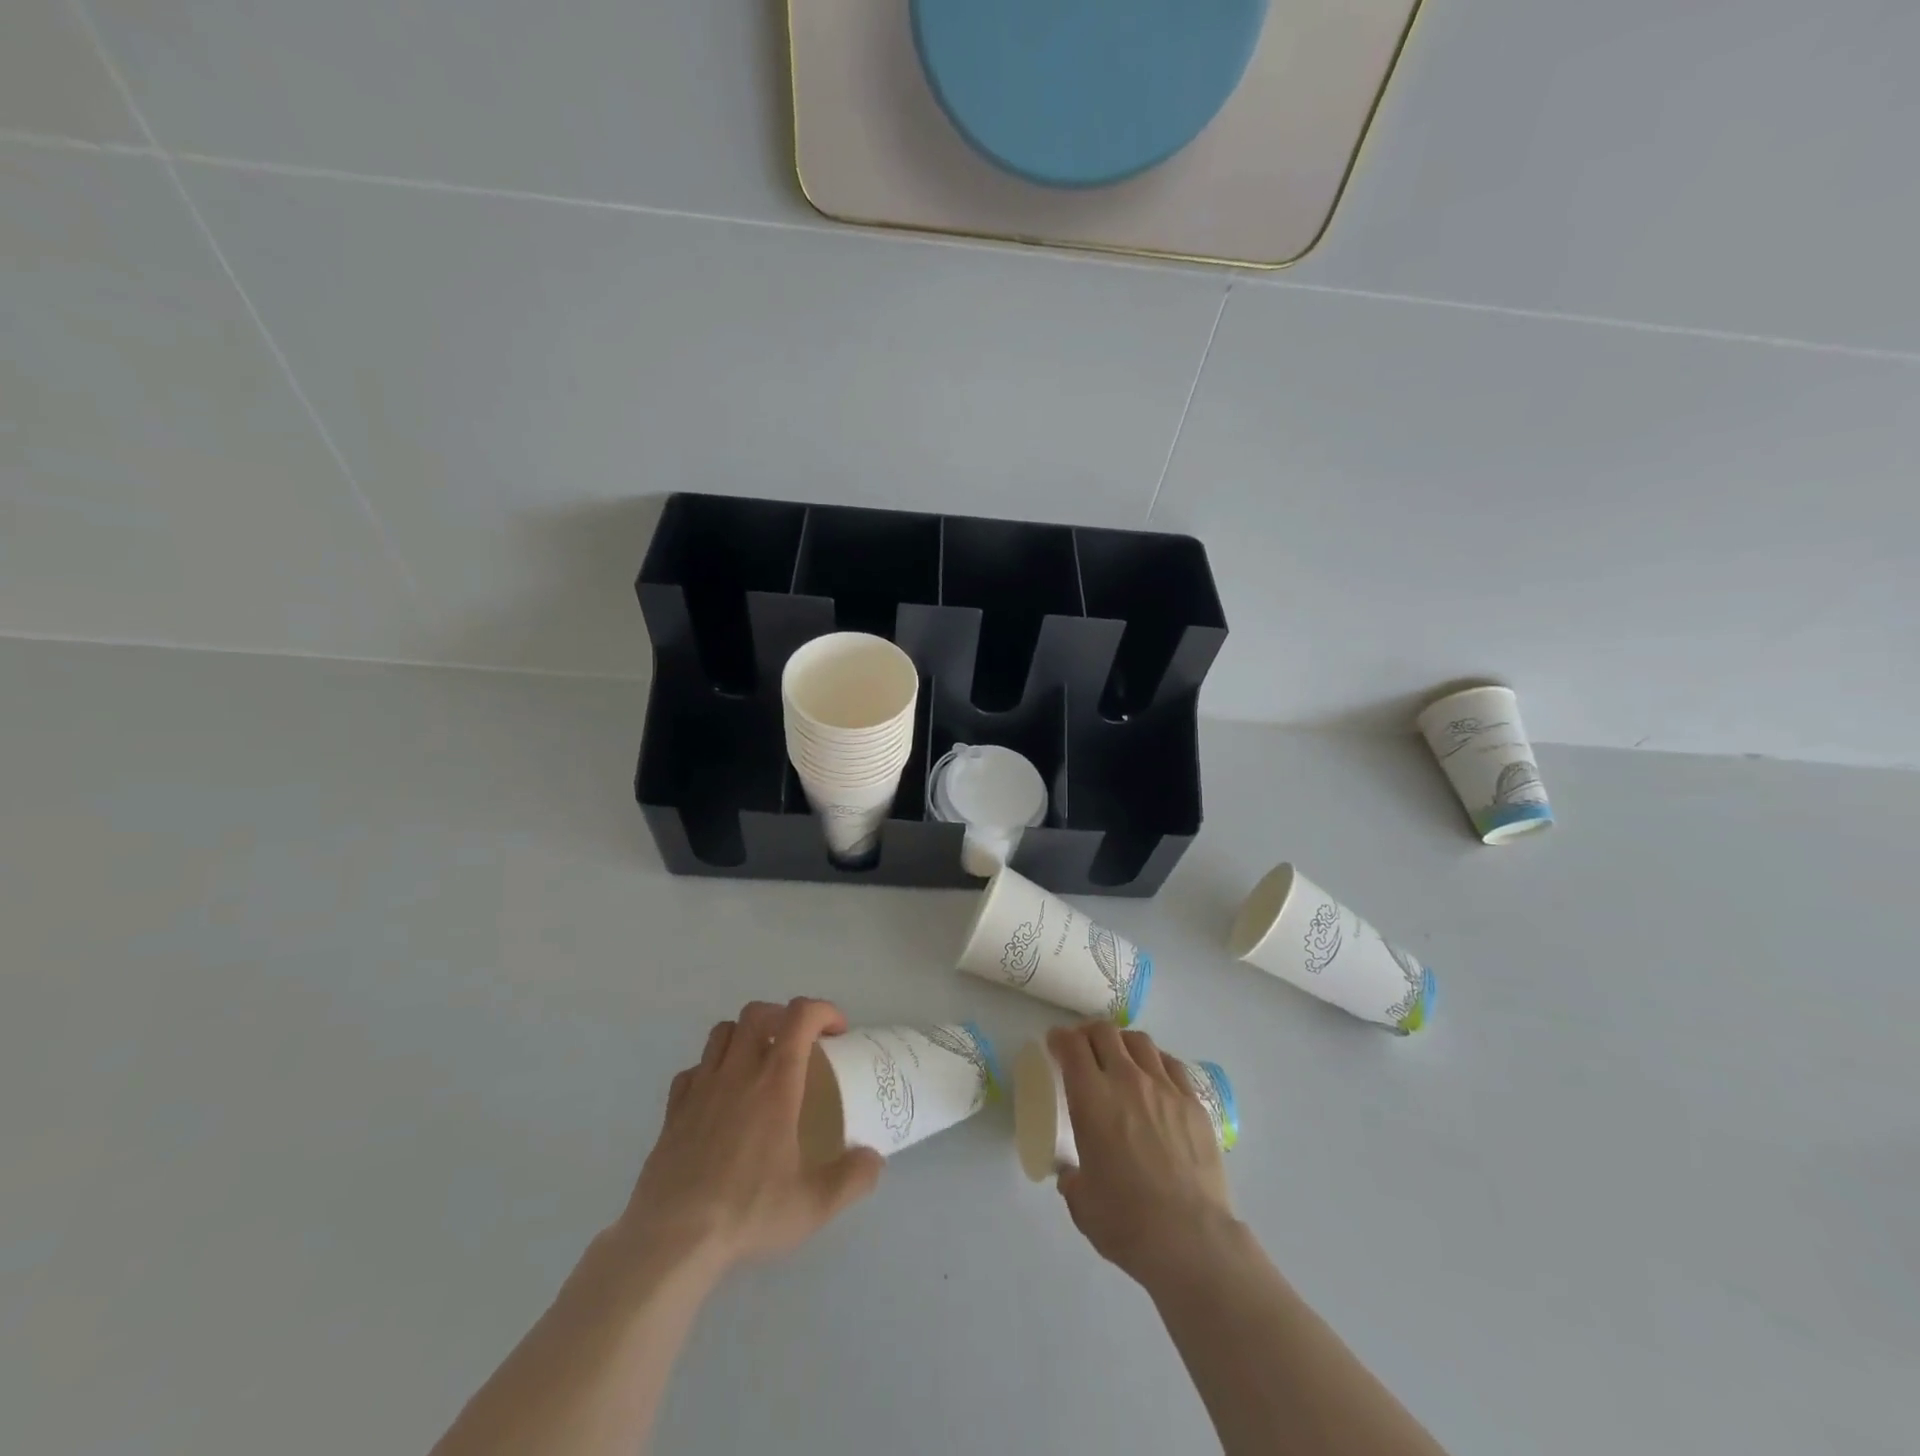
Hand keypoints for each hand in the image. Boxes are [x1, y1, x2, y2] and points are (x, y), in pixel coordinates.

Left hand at [616, 997, 882, 1272]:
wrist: (671, 1240)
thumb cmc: (747, 1212)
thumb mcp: (814, 1204)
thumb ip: (853, 1177)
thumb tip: (874, 1159)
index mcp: (775, 1083)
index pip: (799, 1017)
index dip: (823, 1011)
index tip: (837, 1033)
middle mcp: (737, 1073)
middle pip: (757, 1013)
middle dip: (782, 1016)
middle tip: (799, 1045)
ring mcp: (700, 1089)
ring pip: (721, 1033)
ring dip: (745, 1036)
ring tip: (759, 1064)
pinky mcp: (673, 1111)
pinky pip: (693, 1070)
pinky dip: (711, 1070)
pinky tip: (720, 1098)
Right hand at [1049, 1022, 1237, 1286]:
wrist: (1190, 1238)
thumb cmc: (1126, 1221)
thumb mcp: (1081, 1202)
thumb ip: (1072, 1179)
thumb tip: (1071, 1173)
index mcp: (1091, 1098)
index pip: (1072, 1046)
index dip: (1060, 1038)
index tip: (1055, 1043)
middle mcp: (1126, 1080)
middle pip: (1105, 1033)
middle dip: (1089, 1033)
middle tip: (1083, 1046)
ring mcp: (1164, 1088)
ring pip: (1140, 1042)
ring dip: (1123, 1042)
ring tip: (1119, 1056)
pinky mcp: (1193, 1103)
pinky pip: (1171, 1065)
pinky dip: (1156, 1061)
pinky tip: (1155, 1076)